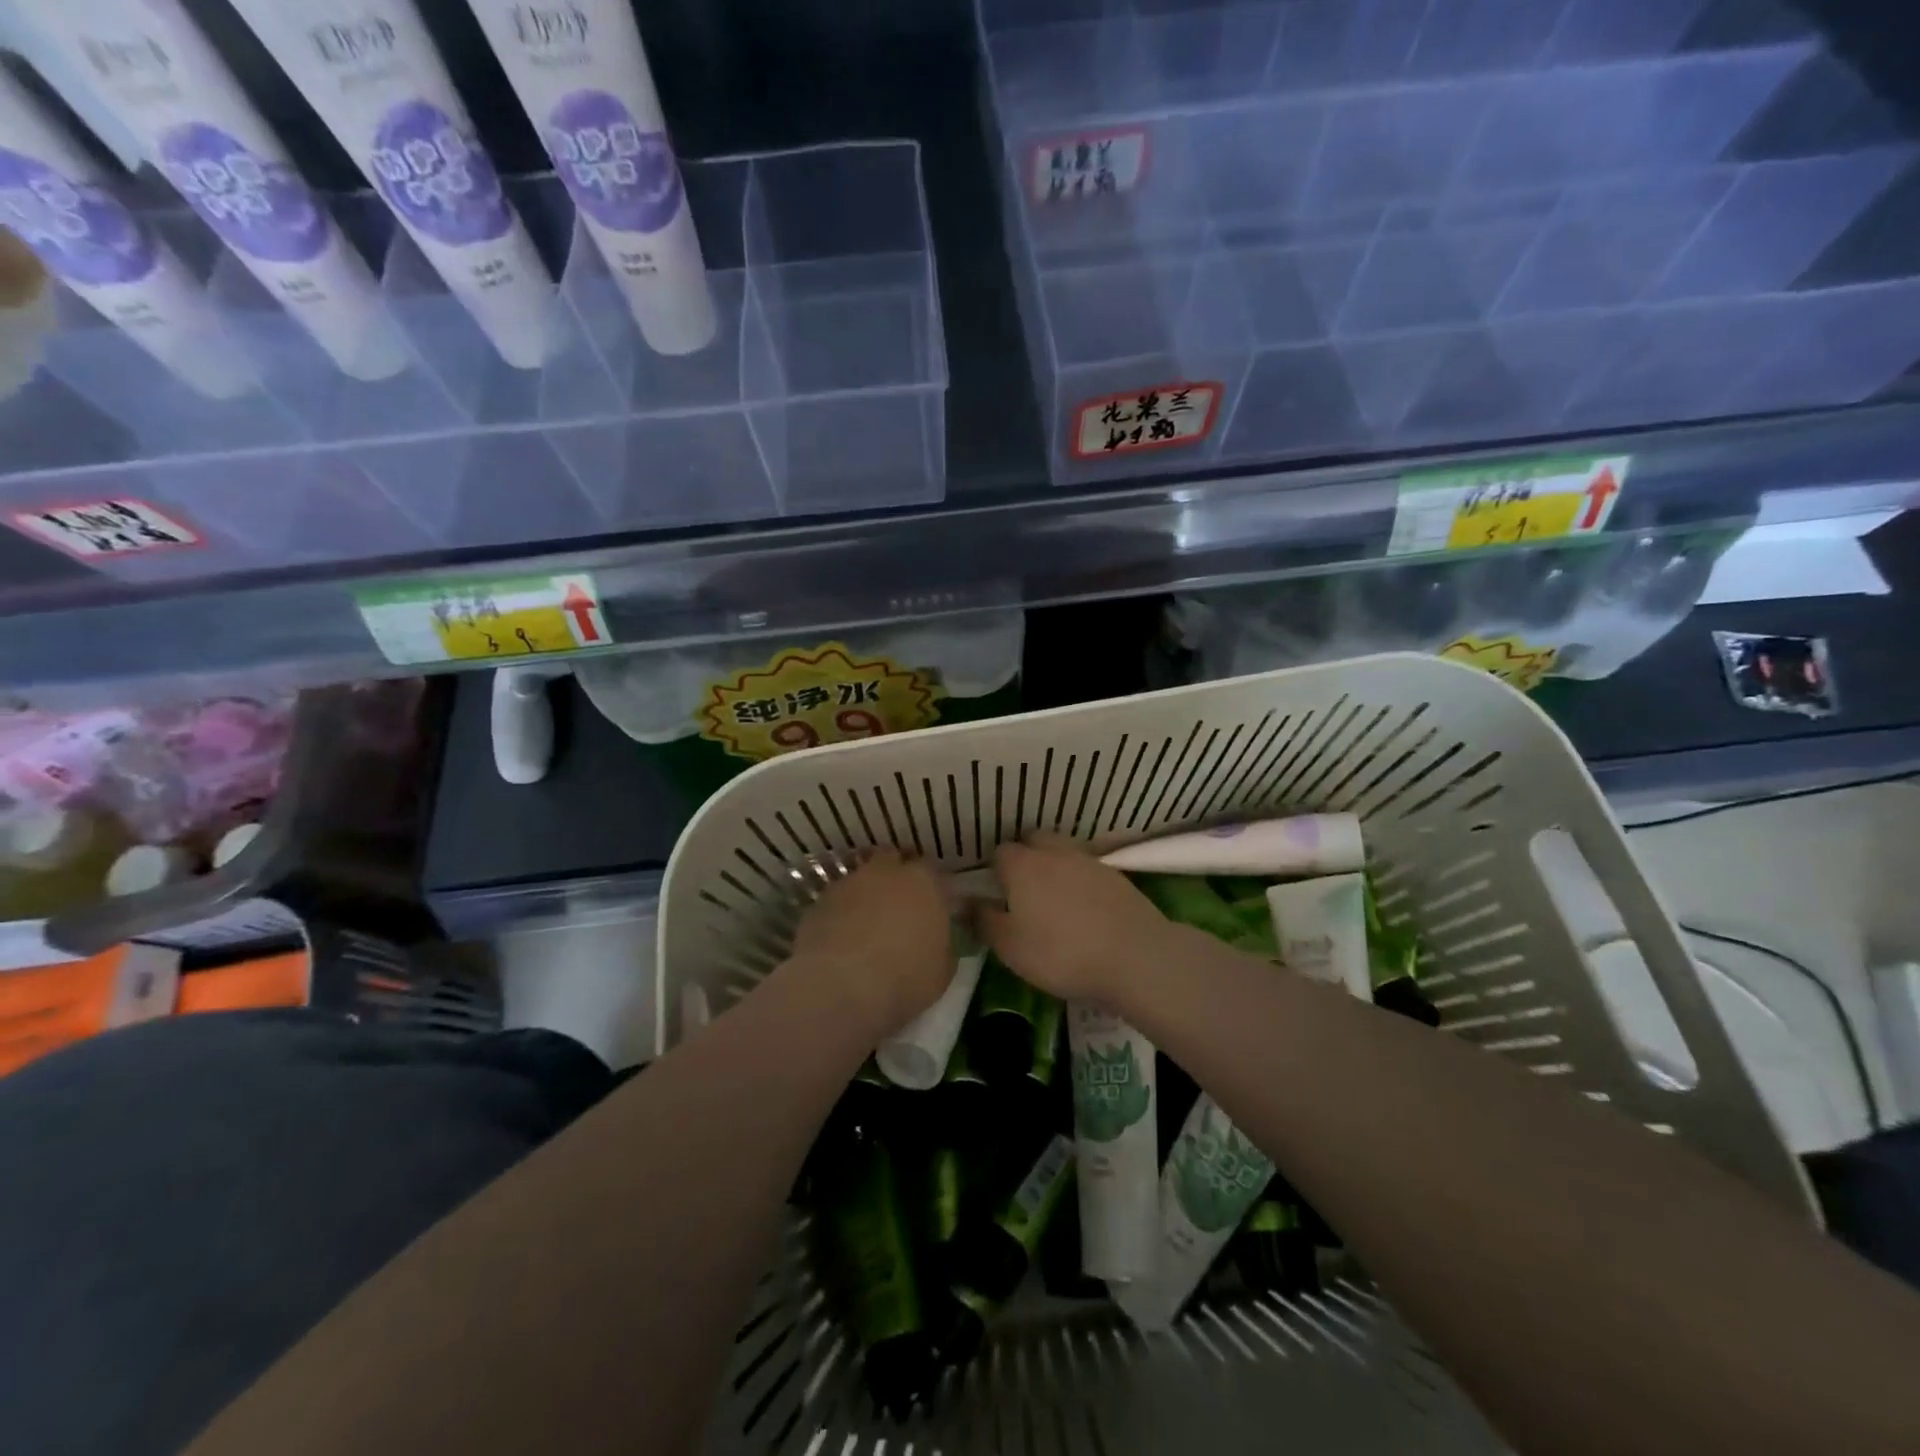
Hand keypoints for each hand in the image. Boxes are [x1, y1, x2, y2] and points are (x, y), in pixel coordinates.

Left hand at [789, 850, 953, 1036]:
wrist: (841, 987)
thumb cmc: (905, 978)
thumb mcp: (943, 970)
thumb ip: (943, 942)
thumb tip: (937, 937)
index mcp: (924, 882)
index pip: (932, 869)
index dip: (931, 886)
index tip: (932, 905)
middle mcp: (886, 872)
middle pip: (892, 859)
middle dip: (896, 875)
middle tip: (899, 904)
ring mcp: (849, 883)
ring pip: (861, 878)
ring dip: (866, 893)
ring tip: (867, 922)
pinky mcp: (819, 901)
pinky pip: (836, 901)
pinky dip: (841, 912)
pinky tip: (841, 937)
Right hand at [977, 834, 1183, 1003]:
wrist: (1134, 956)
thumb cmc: (1061, 953)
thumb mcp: (1010, 948)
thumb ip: (984, 921)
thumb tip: (967, 903)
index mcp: (1022, 865)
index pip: (999, 853)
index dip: (994, 871)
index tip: (995, 894)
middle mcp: (1053, 852)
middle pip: (1033, 841)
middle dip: (1025, 858)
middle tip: (1022, 892)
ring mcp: (1088, 860)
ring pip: (1062, 851)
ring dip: (1053, 865)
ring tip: (1053, 898)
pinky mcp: (1116, 874)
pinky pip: (1087, 868)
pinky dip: (1079, 880)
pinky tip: (1083, 906)